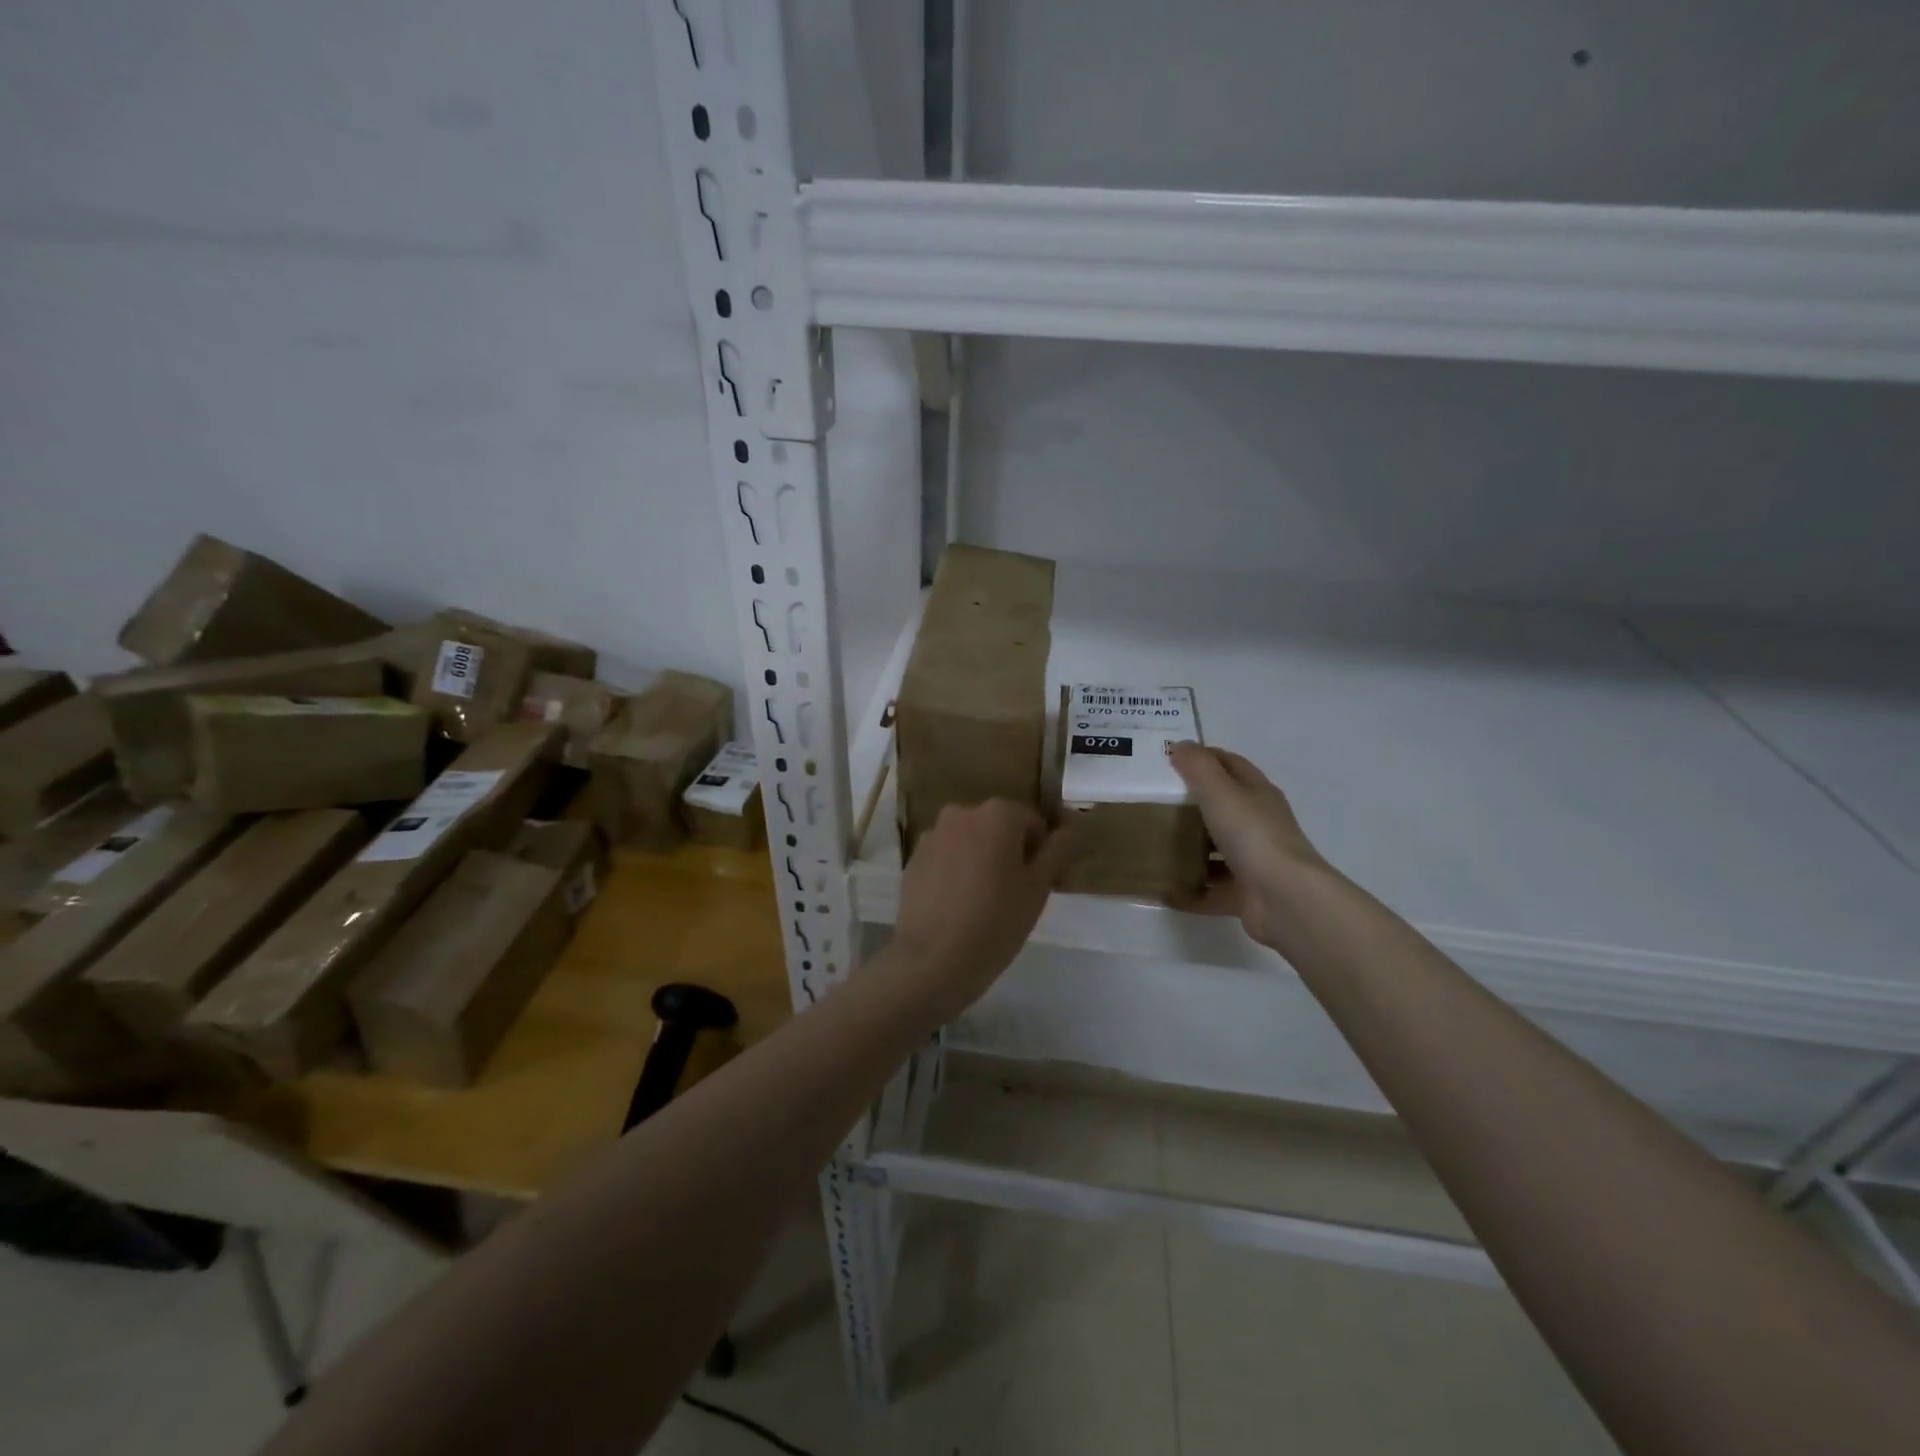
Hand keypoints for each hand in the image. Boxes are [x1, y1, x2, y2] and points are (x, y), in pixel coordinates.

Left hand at [889, 800, 1069, 1020]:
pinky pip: (945, 858)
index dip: (1040, 853)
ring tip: (982, 903)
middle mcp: (962, 813)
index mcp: (998, 813)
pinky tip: (956, 906)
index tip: (1038, 885)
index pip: (1032, 823)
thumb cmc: (996, 921)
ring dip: (980, 860)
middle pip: (998, 828)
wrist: (933, 959)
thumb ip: (1057, 850)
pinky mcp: (913, 859)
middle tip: (1013, 894)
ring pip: (969, 842)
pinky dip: (955, 872)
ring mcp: (933, 835)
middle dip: (1008, 852)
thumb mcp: (1038, 888)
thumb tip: (1070, 828)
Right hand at [1170, 743, 1331, 952]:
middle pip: (1224, 808)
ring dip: (1191, 849)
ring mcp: (1255, 862)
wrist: (1284, 898)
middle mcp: (1259, 825)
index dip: (1205, 757)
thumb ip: (1198, 766)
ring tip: (1154, 845)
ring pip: (1218, 850)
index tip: (1170, 759)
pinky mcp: (1246, 894)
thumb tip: (1180, 746)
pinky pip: (1212, 890)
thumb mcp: (1220, 791)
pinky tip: (1164, 890)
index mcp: (1257, 794)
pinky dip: (1191, 891)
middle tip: (1153, 802)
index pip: (1231, 765)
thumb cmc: (1252, 835)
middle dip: (1192, 804)